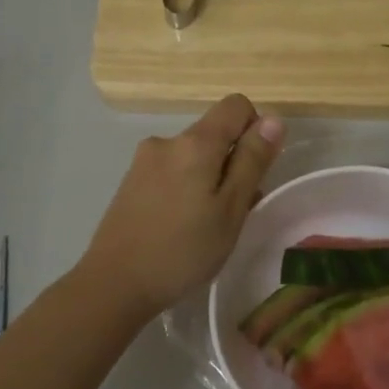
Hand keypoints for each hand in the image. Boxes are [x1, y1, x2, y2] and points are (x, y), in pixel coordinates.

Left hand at [81, 94, 283, 316]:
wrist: (115, 283)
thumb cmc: (184, 250)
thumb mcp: (231, 209)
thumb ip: (252, 161)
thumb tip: (272, 119)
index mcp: (195, 143)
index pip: (236, 105)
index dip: (255, 130)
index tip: (256, 171)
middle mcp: (167, 141)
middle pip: (213, 133)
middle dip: (232, 162)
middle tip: (234, 211)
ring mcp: (143, 161)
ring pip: (192, 157)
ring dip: (209, 179)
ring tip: (208, 226)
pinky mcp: (130, 183)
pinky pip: (171, 173)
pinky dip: (186, 189)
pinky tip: (182, 227)